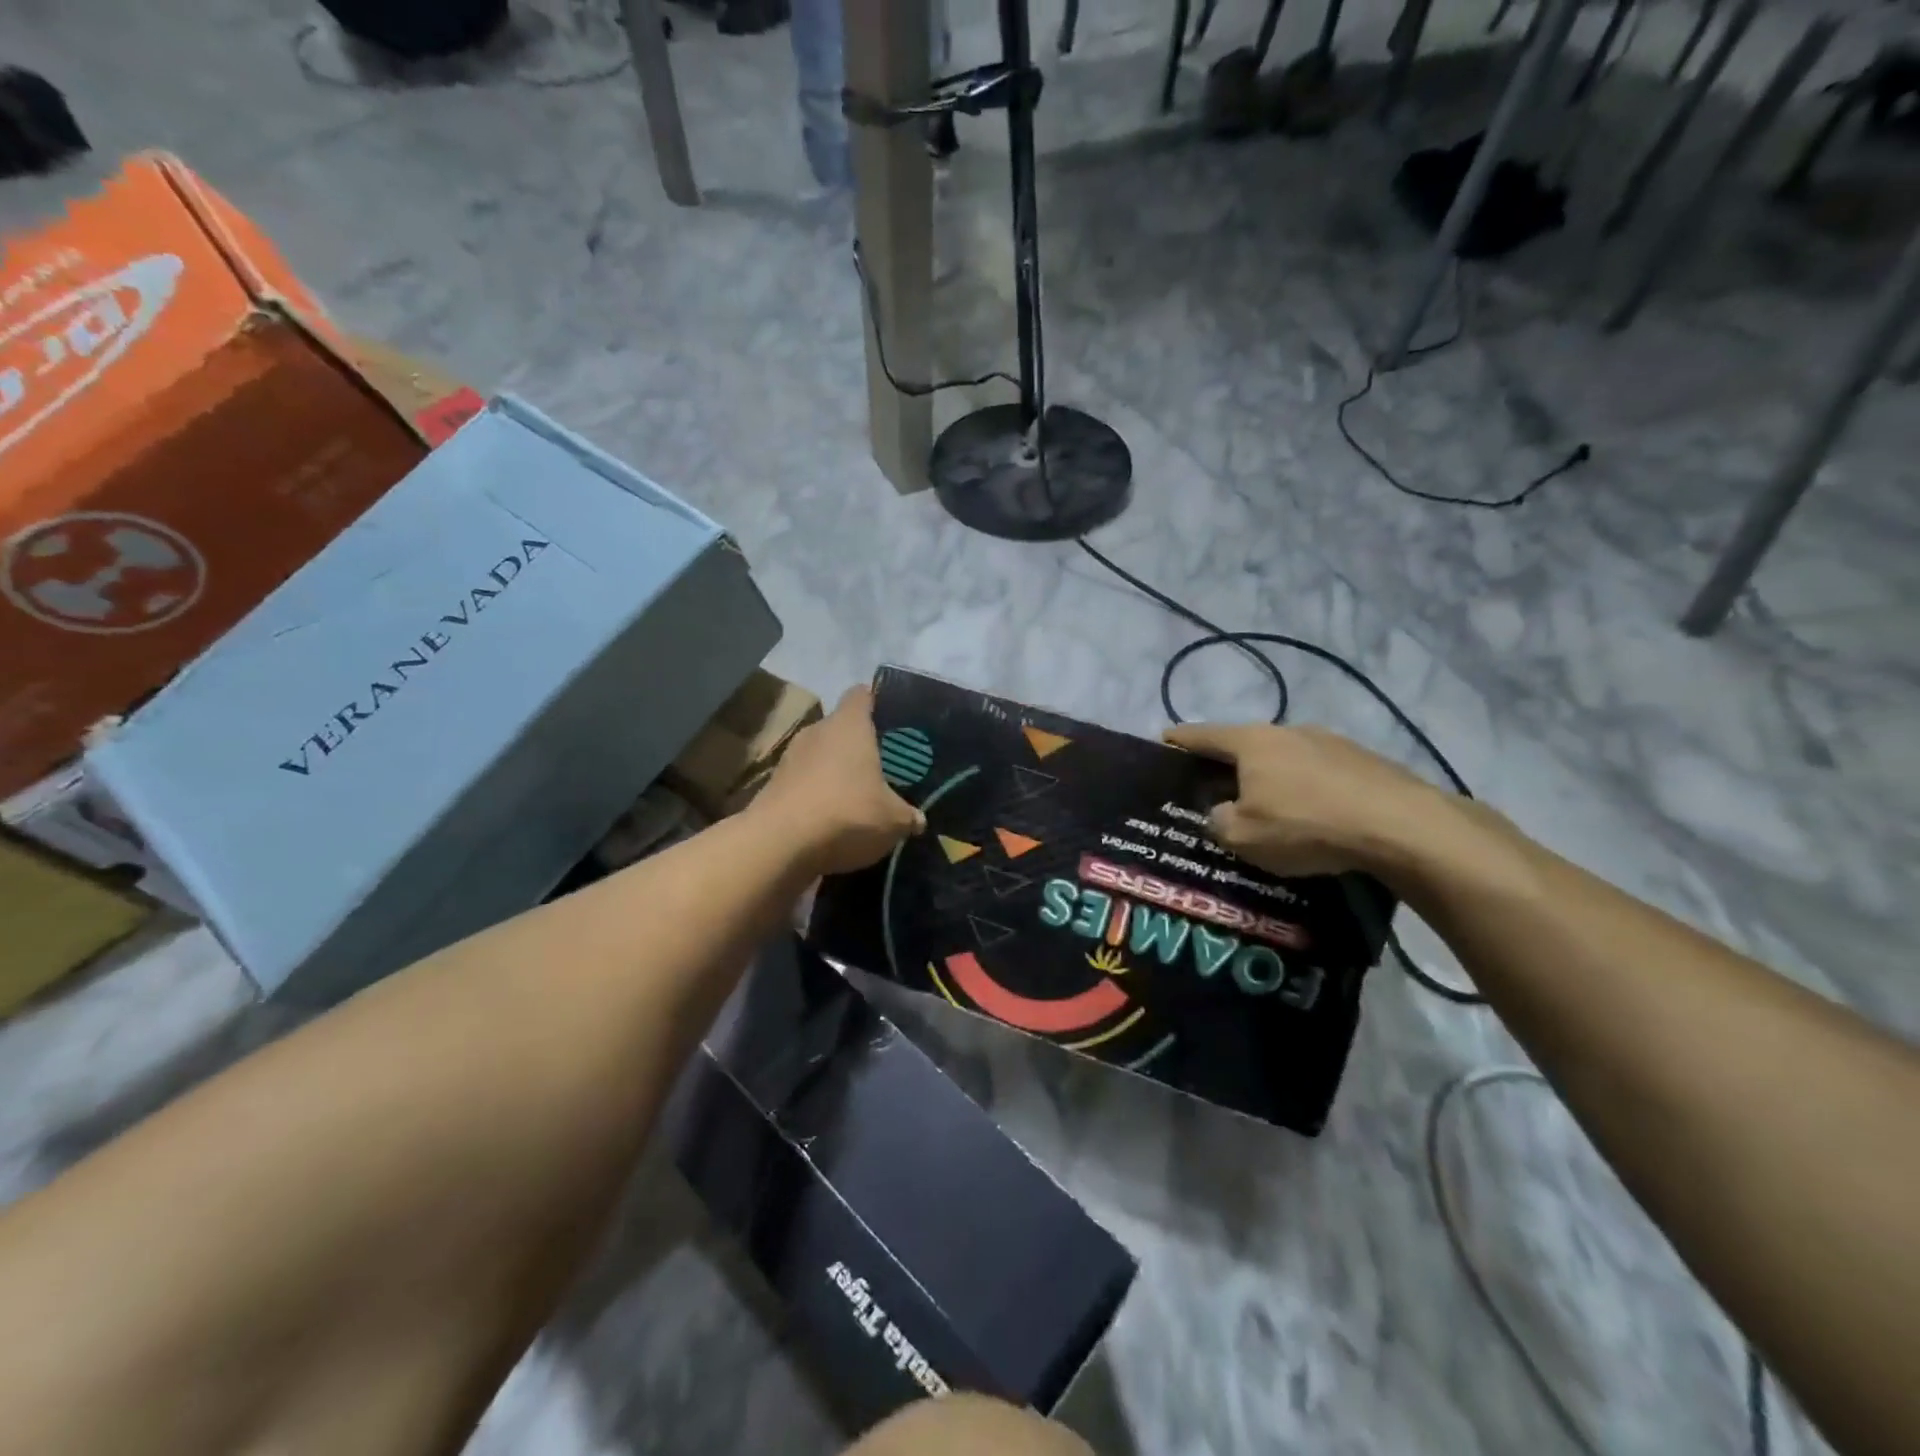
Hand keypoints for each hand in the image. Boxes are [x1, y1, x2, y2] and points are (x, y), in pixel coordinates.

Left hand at [752, 686, 925, 875]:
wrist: (779, 844)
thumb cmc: (846, 813)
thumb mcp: (892, 820)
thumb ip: (907, 815)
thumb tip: (918, 819)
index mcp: (849, 725)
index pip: (862, 695)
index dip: (877, 702)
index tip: (892, 720)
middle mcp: (817, 731)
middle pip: (840, 727)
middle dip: (858, 745)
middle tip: (882, 766)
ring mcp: (790, 758)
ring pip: (820, 756)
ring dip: (835, 772)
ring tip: (857, 796)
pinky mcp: (773, 786)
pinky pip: (803, 783)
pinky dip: (816, 796)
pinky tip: (830, 820)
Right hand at [1163, 722, 1451, 878]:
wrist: (1401, 827)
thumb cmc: (1305, 825)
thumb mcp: (1243, 836)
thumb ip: (1219, 822)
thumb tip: (1223, 813)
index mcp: (1251, 742)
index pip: (1202, 735)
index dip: (1178, 740)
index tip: (1162, 742)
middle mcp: (1289, 731)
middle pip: (1246, 744)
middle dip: (1229, 764)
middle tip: (1216, 788)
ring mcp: (1332, 742)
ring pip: (1287, 758)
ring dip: (1273, 778)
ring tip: (1269, 806)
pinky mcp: (1366, 761)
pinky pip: (1321, 774)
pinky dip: (1308, 790)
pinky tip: (1314, 817)